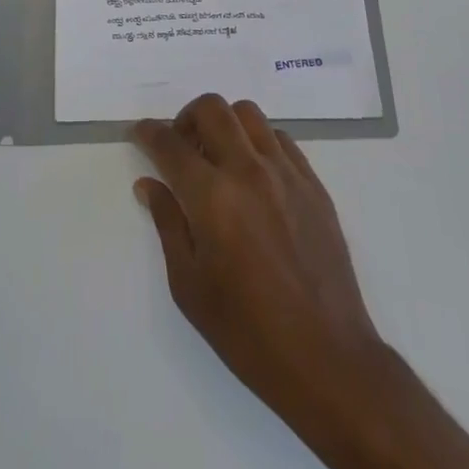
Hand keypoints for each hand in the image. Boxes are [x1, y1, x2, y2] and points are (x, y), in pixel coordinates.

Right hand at [133, 95, 383, 426]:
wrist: (327, 359)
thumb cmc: (248, 332)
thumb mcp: (190, 287)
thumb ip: (168, 224)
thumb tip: (149, 184)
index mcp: (212, 197)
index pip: (170, 144)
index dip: (149, 133)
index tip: (140, 133)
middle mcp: (248, 171)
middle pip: (211, 109)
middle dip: (186, 118)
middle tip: (181, 146)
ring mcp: (285, 173)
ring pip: (248, 113)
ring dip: (225, 124)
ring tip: (219, 157)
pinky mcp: (313, 184)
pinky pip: (280, 139)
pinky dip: (259, 142)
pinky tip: (255, 173)